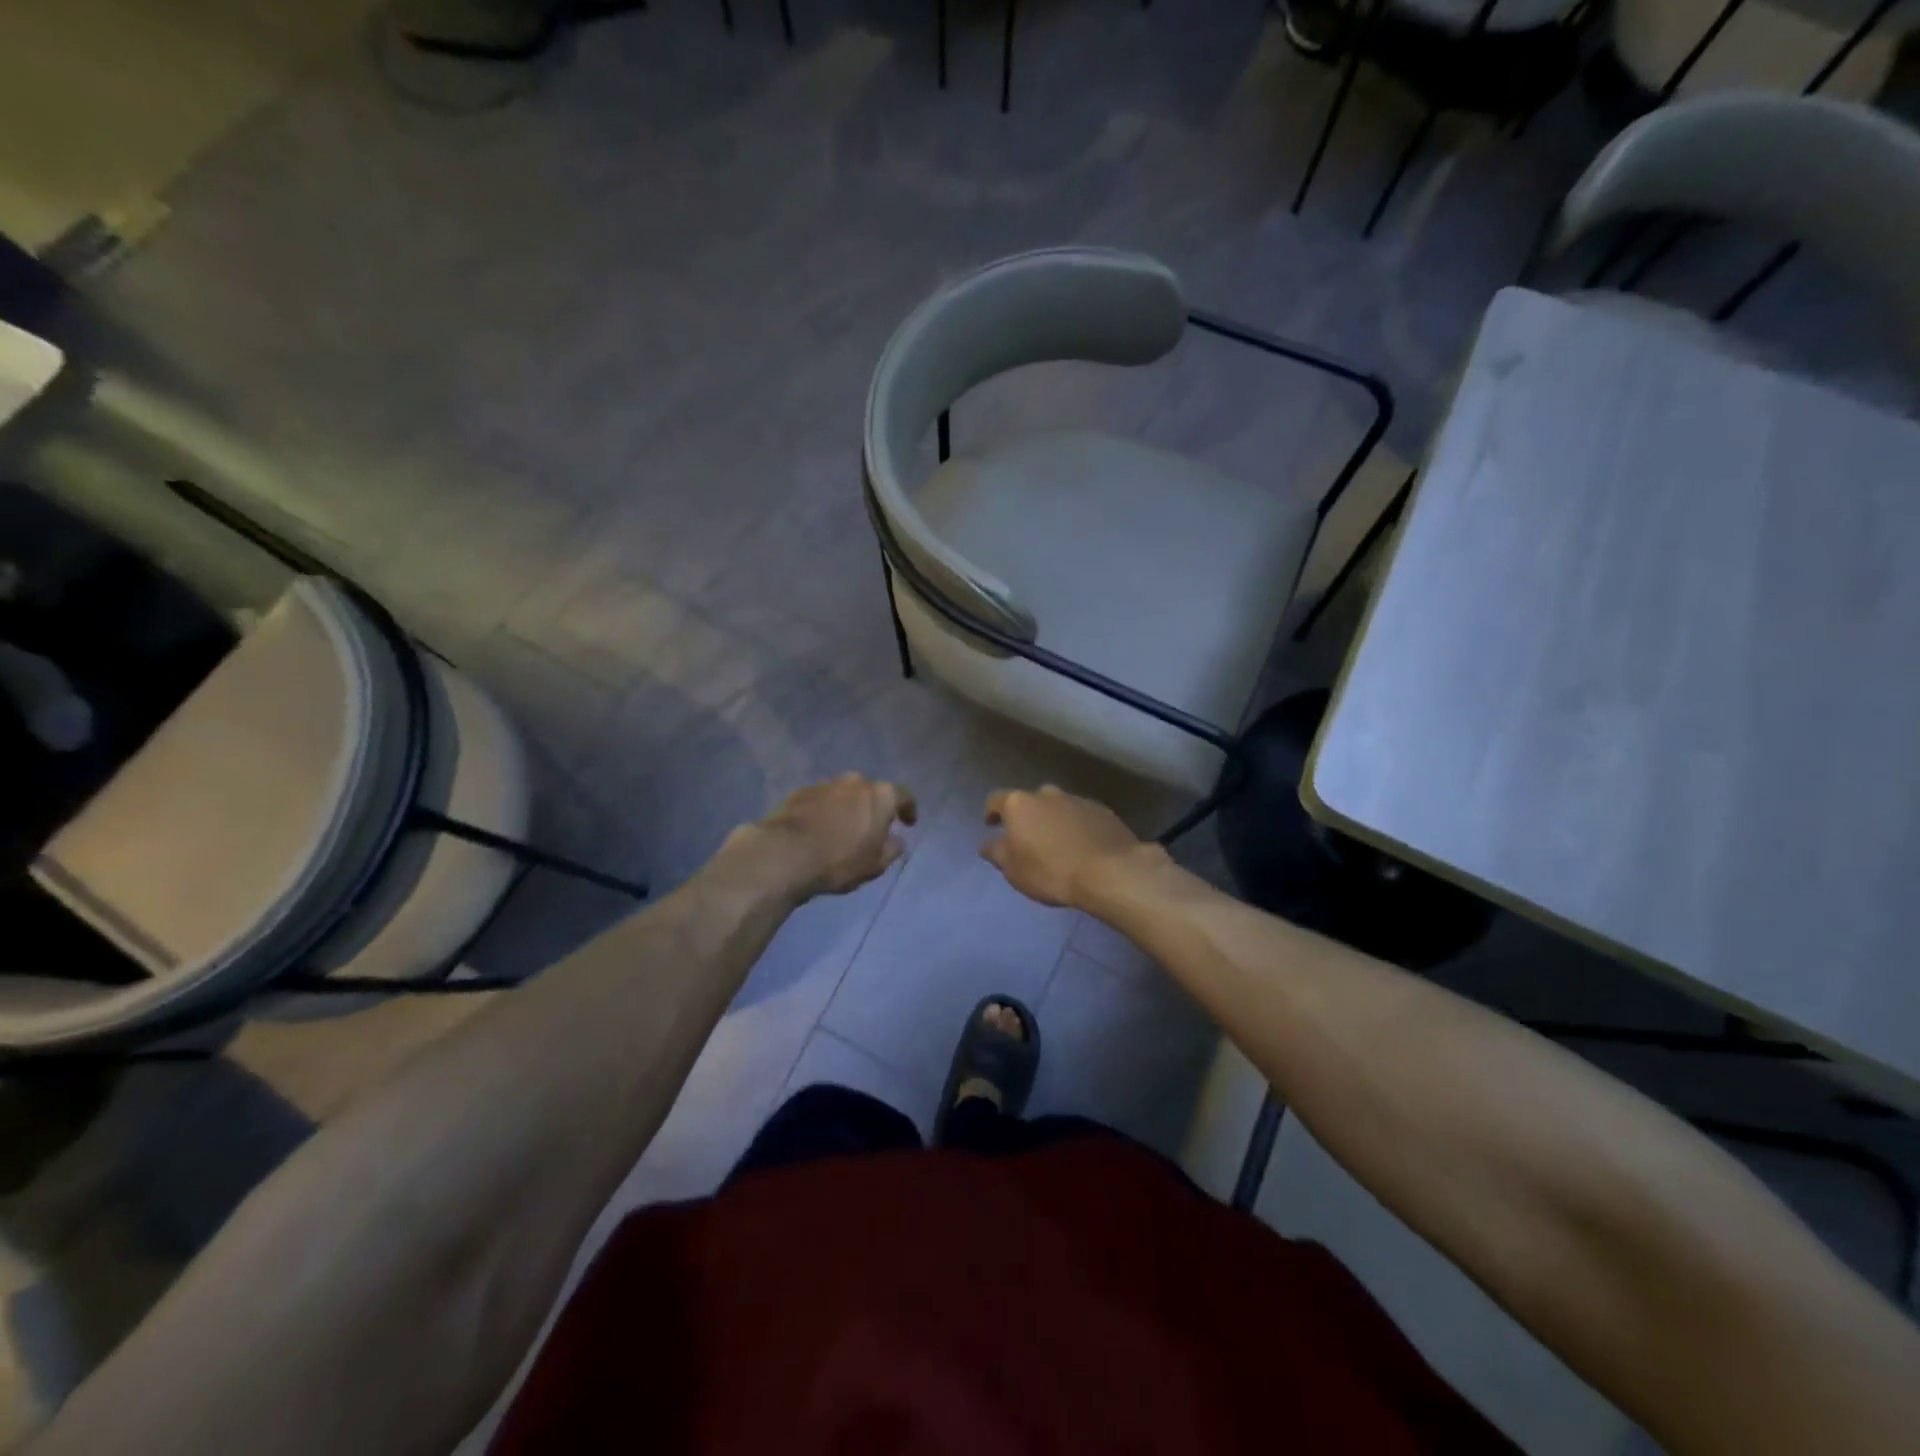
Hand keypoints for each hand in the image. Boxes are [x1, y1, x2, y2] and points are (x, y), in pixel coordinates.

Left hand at [749, 773, 916, 898]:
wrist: (785, 854)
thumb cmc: (840, 860)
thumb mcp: (875, 865)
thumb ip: (892, 849)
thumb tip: (896, 840)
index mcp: (880, 796)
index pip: (904, 796)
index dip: (908, 809)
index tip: (908, 823)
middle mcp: (855, 782)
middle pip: (871, 792)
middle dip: (873, 807)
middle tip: (871, 828)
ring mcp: (825, 784)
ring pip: (844, 794)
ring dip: (847, 808)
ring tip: (841, 831)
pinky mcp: (800, 792)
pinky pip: (821, 800)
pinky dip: (824, 811)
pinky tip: (818, 830)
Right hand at [980, 785, 1148, 908]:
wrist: (1109, 871)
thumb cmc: (1050, 871)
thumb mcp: (1013, 870)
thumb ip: (996, 852)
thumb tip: (987, 843)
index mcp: (1020, 804)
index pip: (996, 800)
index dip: (991, 812)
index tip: (992, 825)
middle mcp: (1047, 794)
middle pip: (1030, 802)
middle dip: (1027, 817)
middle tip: (1028, 839)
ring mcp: (1077, 799)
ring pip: (1057, 807)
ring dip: (1053, 821)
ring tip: (1056, 845)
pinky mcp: (1102, 810)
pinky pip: (1080, 816)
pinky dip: (1076, 827)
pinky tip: (1081, 846)